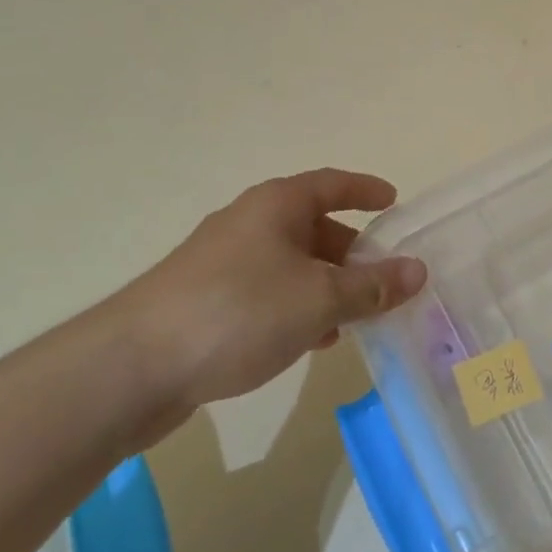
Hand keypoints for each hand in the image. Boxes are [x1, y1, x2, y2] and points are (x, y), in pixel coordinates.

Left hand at [103, 168, 426, 413]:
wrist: (132, 368)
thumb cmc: (239, 312)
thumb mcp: (319, 298)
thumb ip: (373, 286)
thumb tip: (418, 271)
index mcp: (276, 205)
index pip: (332, 183)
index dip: (365, 190)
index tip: (394, 201)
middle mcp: (249, 224)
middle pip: (313, 226)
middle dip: (352, 251)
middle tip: (384, 276)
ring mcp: (223, 264)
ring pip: (291, 265)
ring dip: (327, 285)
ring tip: (356, 316)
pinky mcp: (206, 303)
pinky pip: (268, 294)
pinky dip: (298, 308)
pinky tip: (312, 340)